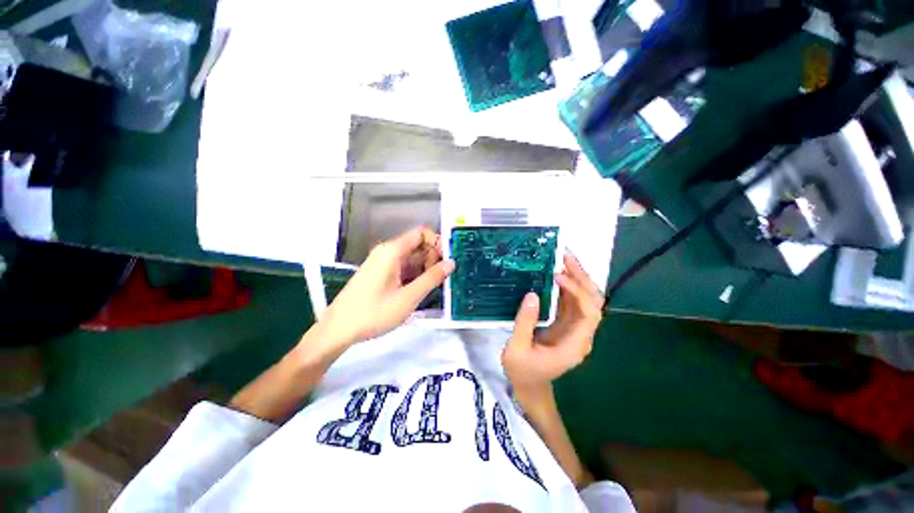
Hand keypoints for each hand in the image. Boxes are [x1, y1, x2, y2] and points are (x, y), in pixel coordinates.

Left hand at [319, 227, 453, 345]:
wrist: (338, 329)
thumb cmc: (373, 313)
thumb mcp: (408, 298)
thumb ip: (431, 278)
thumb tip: (451, 263)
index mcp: (392, 251)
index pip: (421, 233)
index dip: (437, 243)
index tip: (446, 261)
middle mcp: (387, 251)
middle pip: (417, 244)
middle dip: (432, 258)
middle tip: (438, 279)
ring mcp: (382, 262)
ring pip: (411, 257)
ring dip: (424, 268)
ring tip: (430, 287)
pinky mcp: (380, 272)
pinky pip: (402, 266)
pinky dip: (414, 274)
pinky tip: (418, 290)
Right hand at [502, 253, 603, 396]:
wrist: (530, 386)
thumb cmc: (523, 371)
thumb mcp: (516, 349)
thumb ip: (524, 323)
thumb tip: (532, 294)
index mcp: (573, 345)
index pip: (588, 314)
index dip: (578, 292)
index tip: (557, 277)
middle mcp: (580, 336)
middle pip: (593, 303)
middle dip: (582, 278)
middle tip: (565, 257)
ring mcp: (575, 330)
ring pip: (584, 300)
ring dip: (576, 279)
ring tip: (562, 260)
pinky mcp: (566, 326)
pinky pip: (571, 303)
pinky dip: (566, 287)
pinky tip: (556, 275)